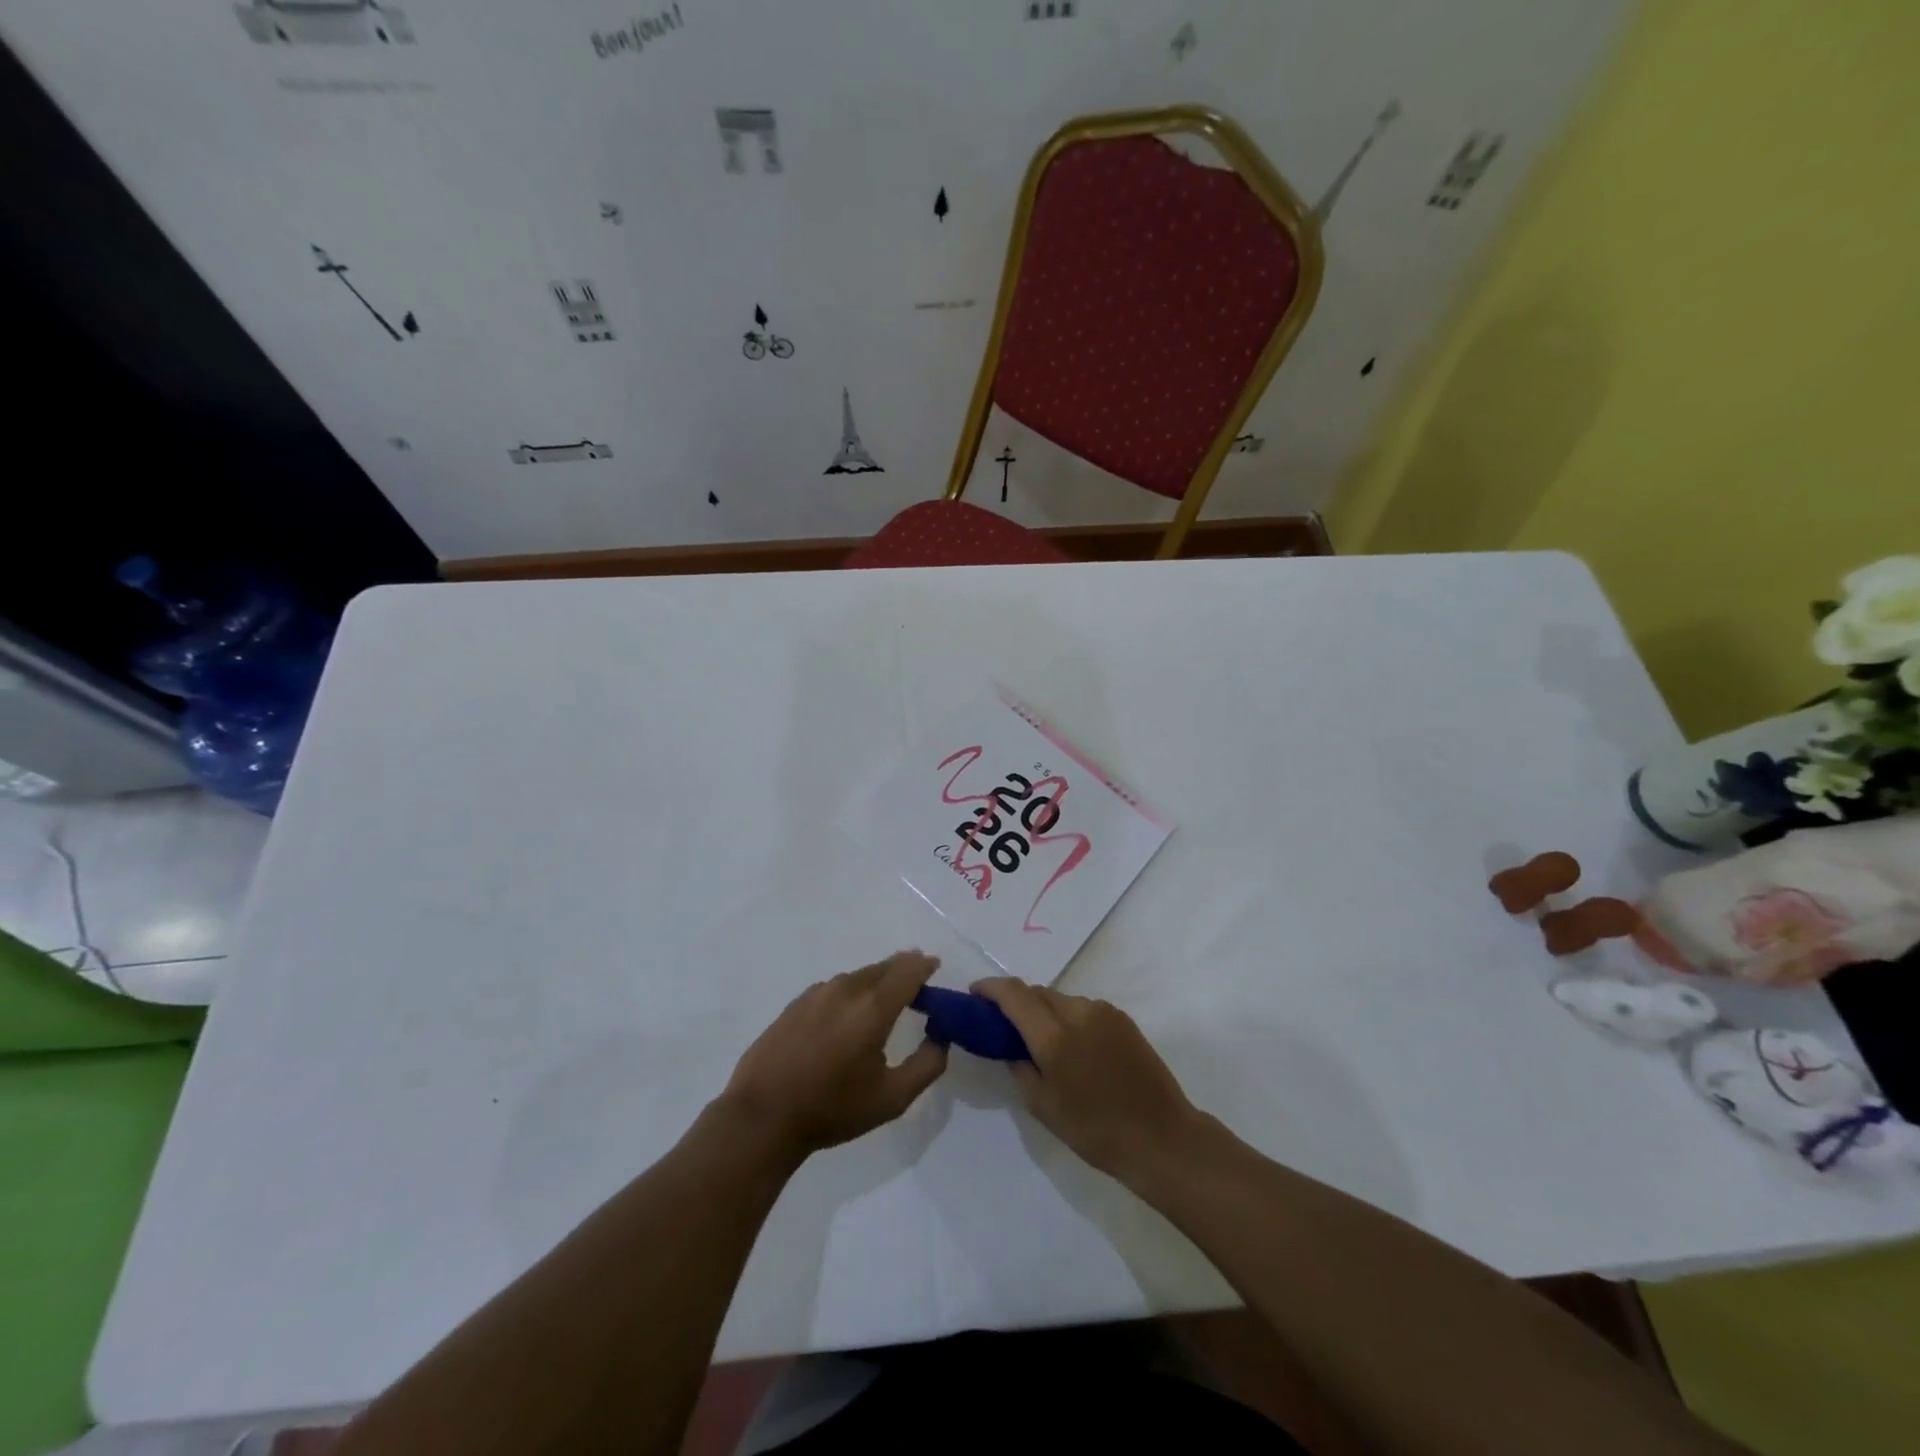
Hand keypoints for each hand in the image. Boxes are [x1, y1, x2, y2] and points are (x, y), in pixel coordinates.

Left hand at [719, 951, 947, 1160]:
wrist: (763, 1116)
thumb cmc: (832, 1108)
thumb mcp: (892, 1098)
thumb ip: (927, 1065)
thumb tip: (940, 1037)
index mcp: (873, 1007)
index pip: (908, 971)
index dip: (925, 966)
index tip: (935, 966)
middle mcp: (846, 989)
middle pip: (883, 967)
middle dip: (903, 969)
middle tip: (917, 980)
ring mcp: (817, 993)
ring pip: (858, 976)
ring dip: (877, 981)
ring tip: (885, 998)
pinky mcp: (796, 1003)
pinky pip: (835, 988)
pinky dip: (851, 992)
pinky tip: (847, 1015)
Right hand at [974, 978, 1204, 1183]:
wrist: (1161, 1137)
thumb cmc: (1095, 1130)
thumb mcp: (1042, 1106)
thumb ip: (1019, 1067)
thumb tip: (1011, 1046)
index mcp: (1053, 1036)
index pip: (1013, 994)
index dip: (989, 988)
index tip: (974, 993)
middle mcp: (1077, 1012)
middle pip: (1037, 992)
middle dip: (1016, 1002)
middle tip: (1004, 1025)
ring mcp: (1103, 1012)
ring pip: (1061, 999)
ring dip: (1045, 1011)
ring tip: (1043, 1042)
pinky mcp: (1122, 1018)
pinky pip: (1083, 1008)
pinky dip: (1069, 1018)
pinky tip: (1074, 1047)